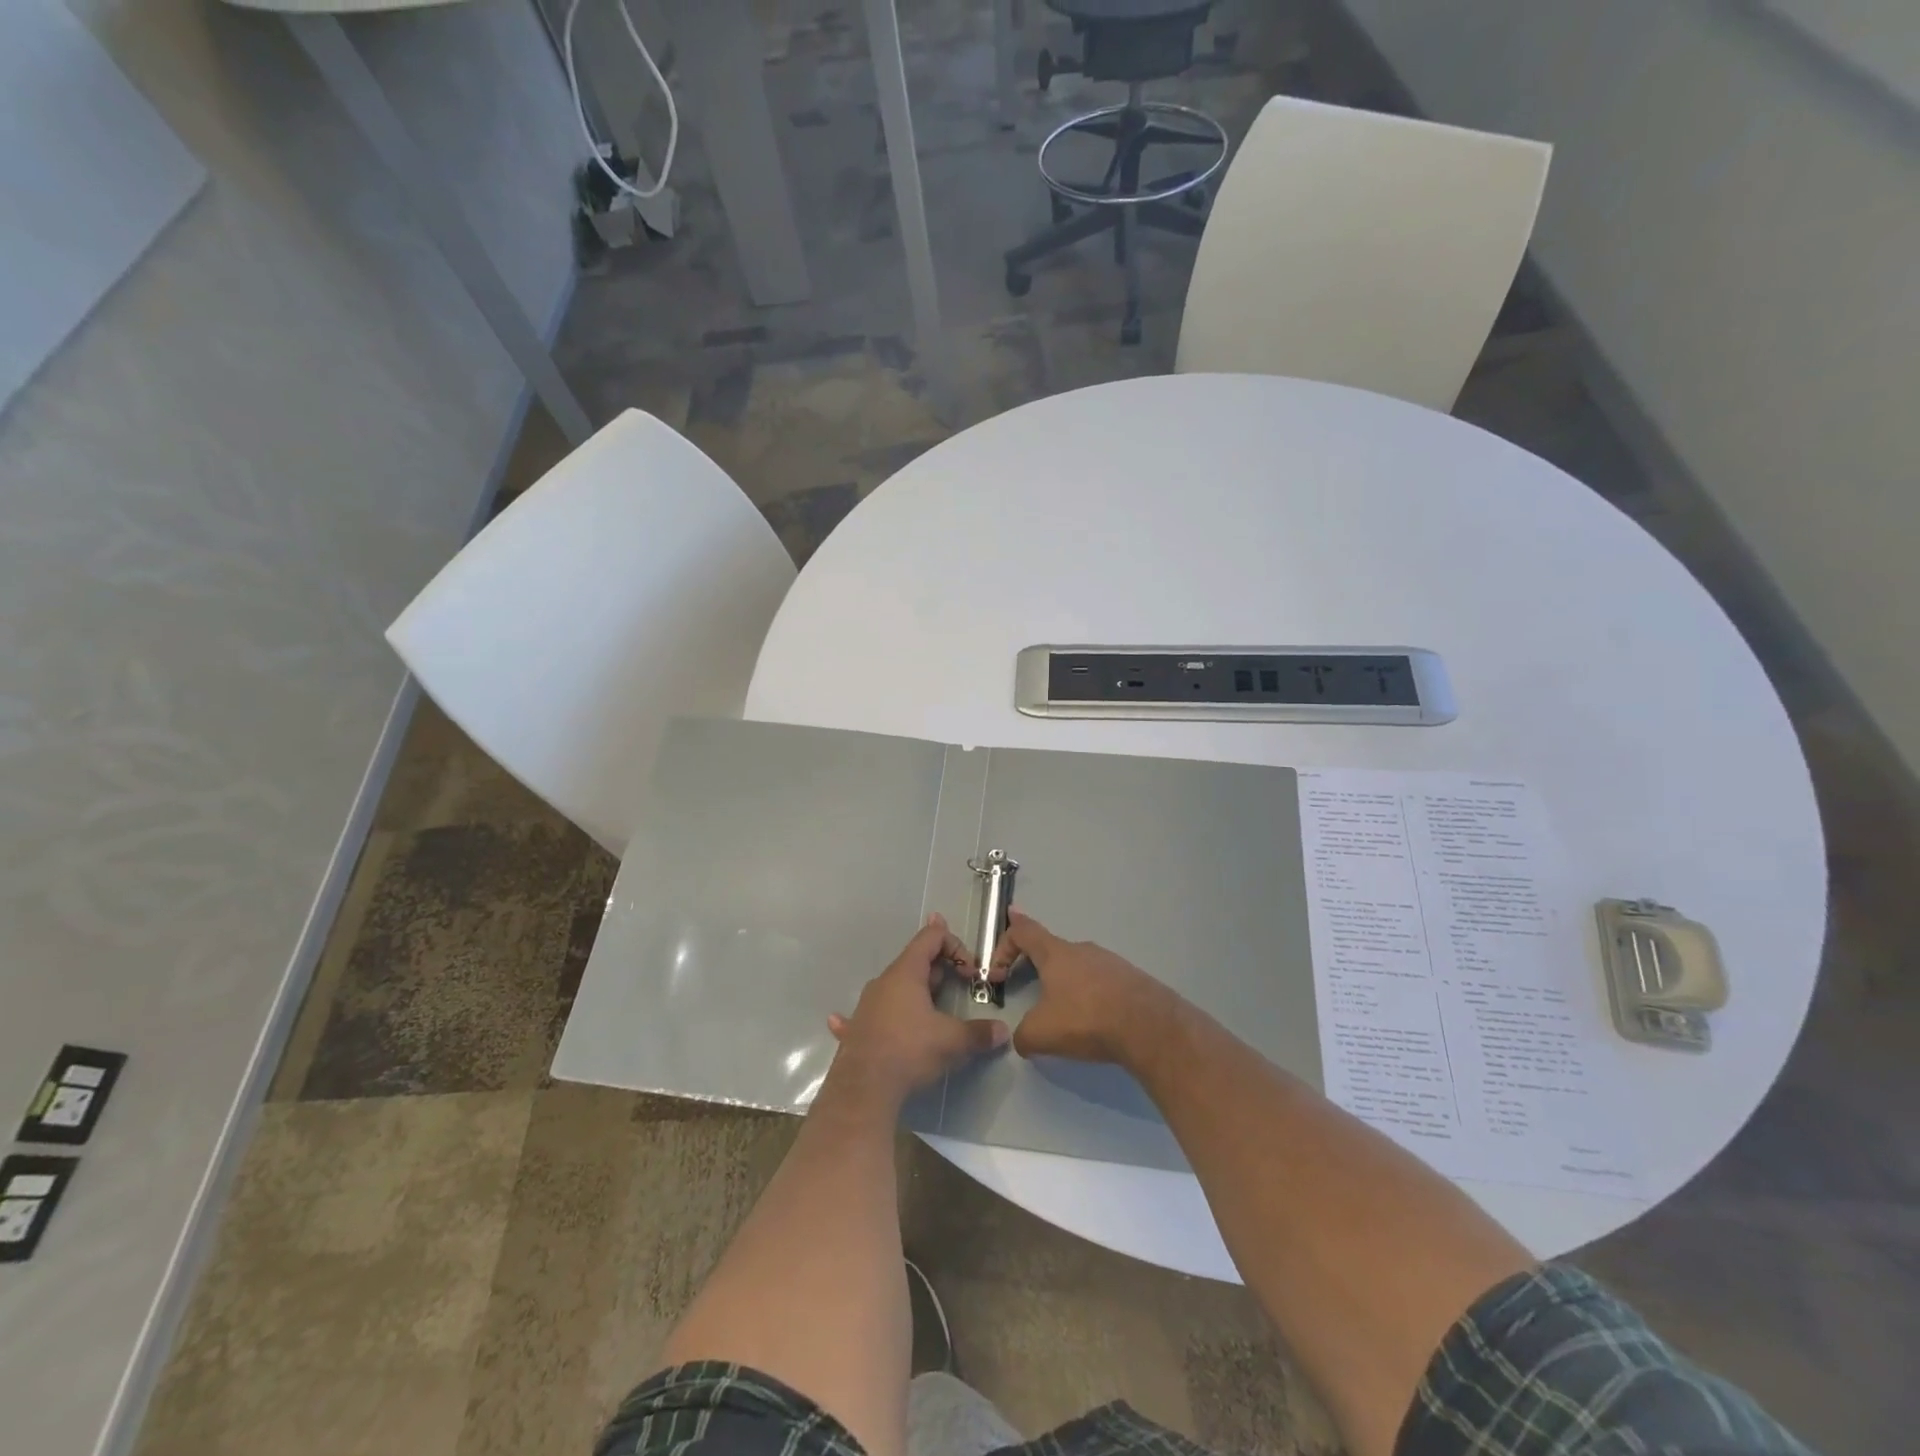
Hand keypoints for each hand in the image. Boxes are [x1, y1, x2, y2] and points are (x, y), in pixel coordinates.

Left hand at [826, 915, 1009, 1105]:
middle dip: (940, 968)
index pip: (930, 937)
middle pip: (914, 961)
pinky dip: (872, 1012)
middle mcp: (884, 982)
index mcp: (906, 973)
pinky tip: (841, 1019)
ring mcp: (867, 1004)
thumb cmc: (910, 1050)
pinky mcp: (857, 1029)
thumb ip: (979, 1033)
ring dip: (914, 990)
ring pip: (895, 987)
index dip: (954, 945)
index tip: (970, 971)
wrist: (864, 1089)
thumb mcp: (952, 1041)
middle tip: (960, 983)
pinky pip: (866, 1014)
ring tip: (931, 1004)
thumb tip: (1003, 1032)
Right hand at [989, 909, 1173, 1065]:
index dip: (1004, 943)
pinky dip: (1090, 996)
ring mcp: (1110, 962)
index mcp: (1056, 953)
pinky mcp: (1131, 979)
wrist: (1149, 1027)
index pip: (1024, 931)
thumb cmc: (1086, 1019)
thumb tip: (1022, 1040)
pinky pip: (1101, 982)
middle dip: (1035, 968)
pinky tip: (1095, 1022)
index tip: (996, 968)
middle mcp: (1082, 949)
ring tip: (1064, 1015)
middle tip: (1028, 992)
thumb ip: (1022, 1035)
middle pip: (1051, 949)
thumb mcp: (1040, 1033)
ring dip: (1065, 984)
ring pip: (1078, 967)